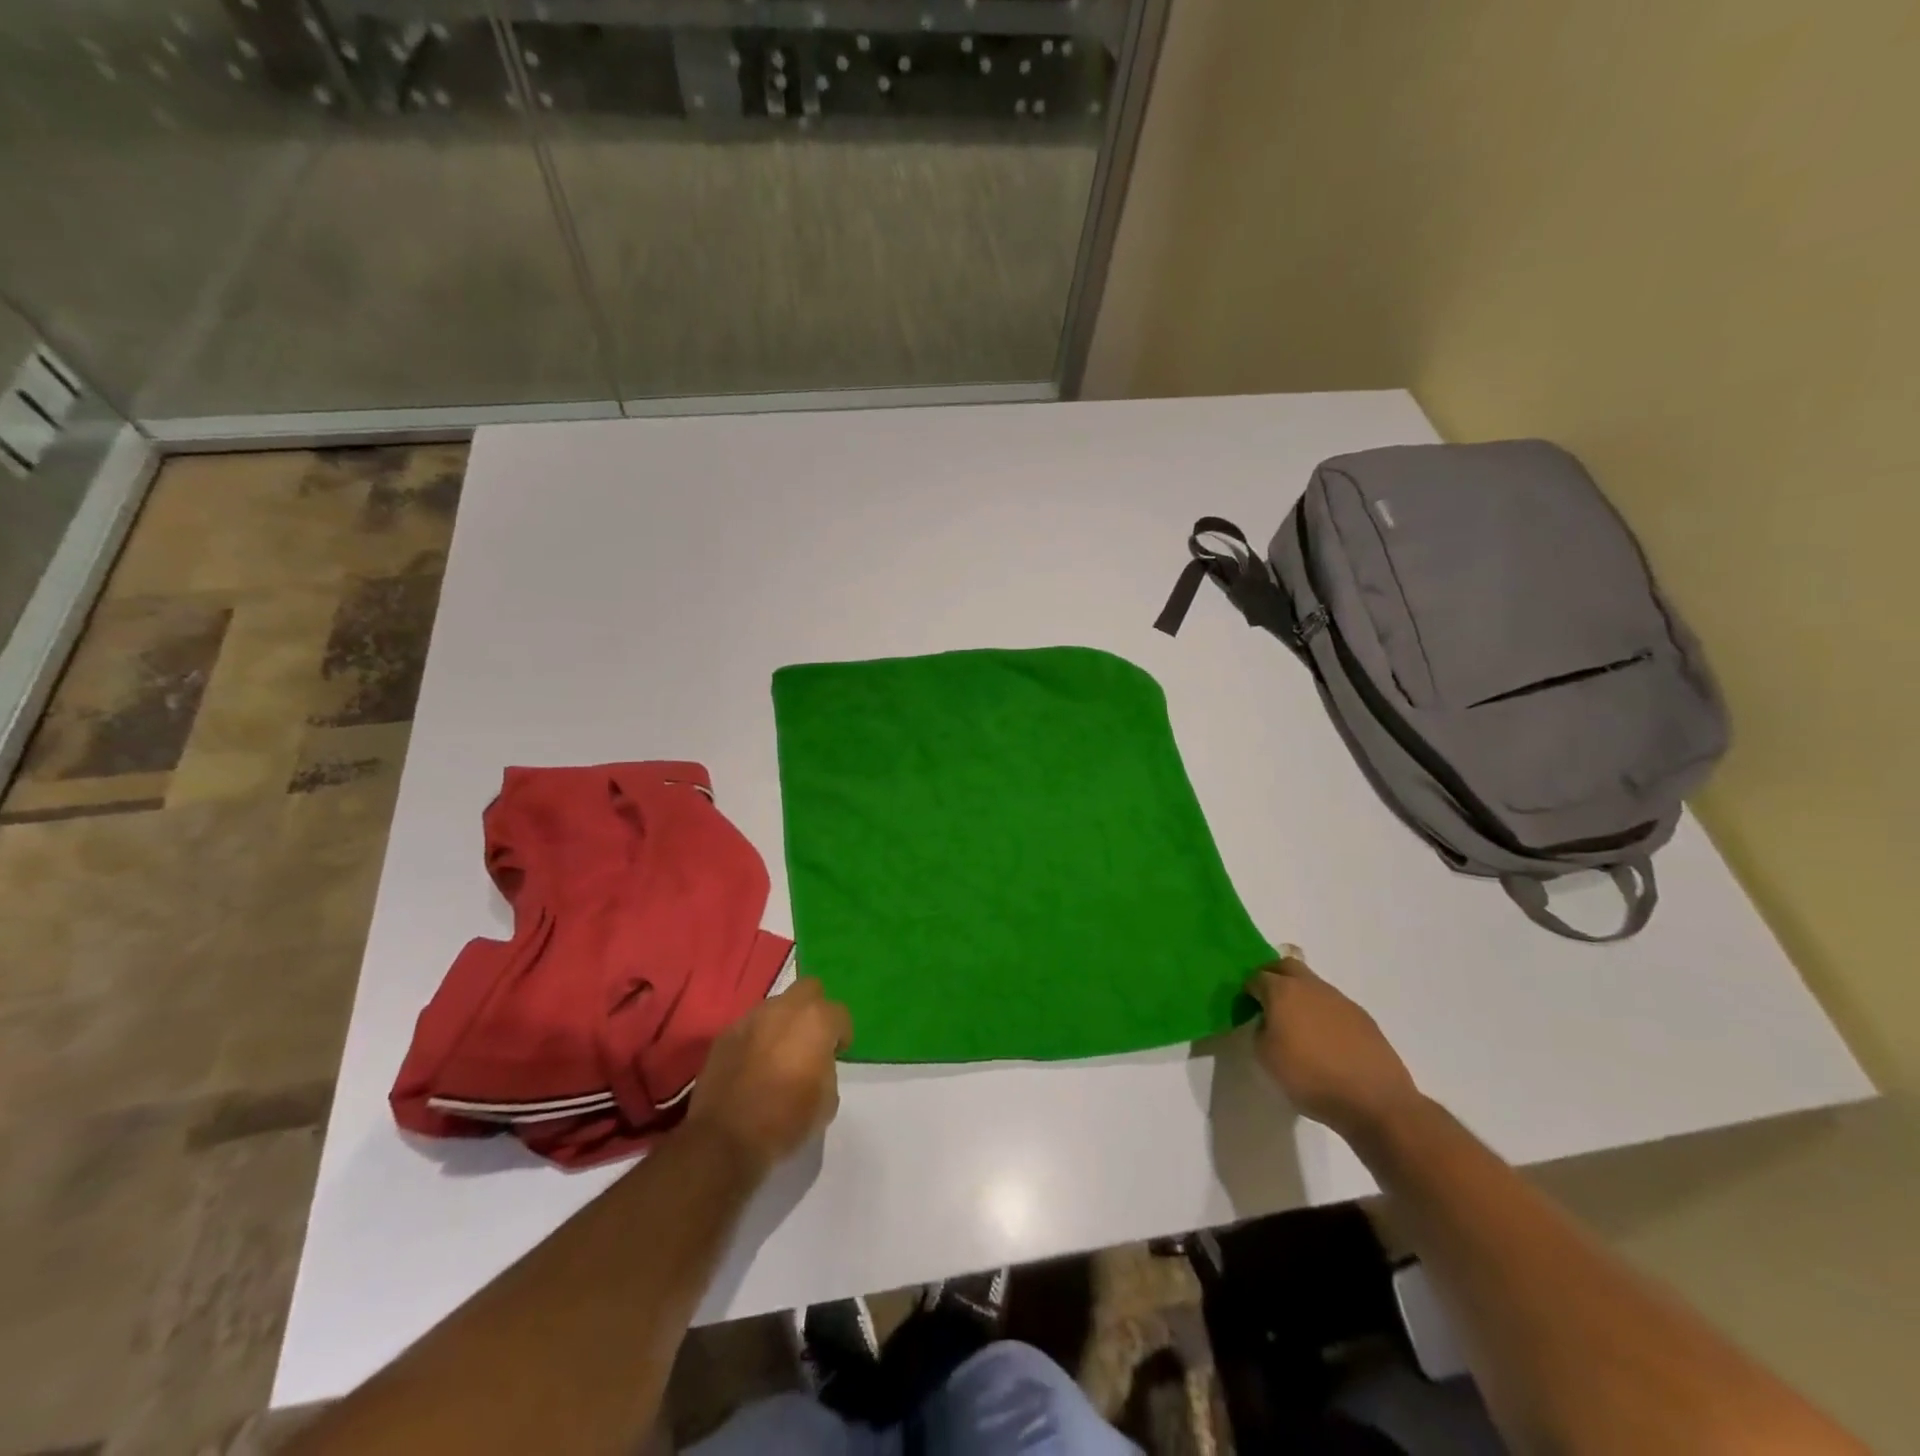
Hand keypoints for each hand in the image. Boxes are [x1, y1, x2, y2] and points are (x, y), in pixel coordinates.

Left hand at [686, 977, 852, 1172]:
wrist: (725, 1138)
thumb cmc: (786, 1120)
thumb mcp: (827, 1101)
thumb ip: (827, 1069)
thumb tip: (816, 1064)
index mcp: (816, 1020)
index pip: (839, 1013)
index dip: (841, 1034)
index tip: (837, 1054)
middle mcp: (784, 1009)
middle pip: (808, 990)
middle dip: (814, 1009)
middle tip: (811, 1040)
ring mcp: (751, 1018)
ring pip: (776, 1006)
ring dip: (782, 1023)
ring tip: (779, 1053)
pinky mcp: (725, 1034)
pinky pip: (750, 1027)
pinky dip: (757, 1038)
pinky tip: (754, 1065)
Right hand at [1247, 948, 1423, 1143]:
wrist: (1374, 1100)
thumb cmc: (1310, 1077)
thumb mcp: (1266, 1058)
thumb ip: (1260, 1030)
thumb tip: (1268, 1022)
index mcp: (1282, 991)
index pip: (1256, 977)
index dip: (1248, 991)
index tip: (1247, 1008)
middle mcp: (1311, 986)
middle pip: (1286, 966)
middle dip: (1273, 977)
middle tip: (1268, 1002)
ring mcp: (1340, 999)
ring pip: (1312, 985)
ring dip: (1301, 996)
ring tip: (1299, 1026)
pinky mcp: (1362, 1017)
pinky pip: (1333, 1005)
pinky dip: (1323, 1014)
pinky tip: (1326, 1041)